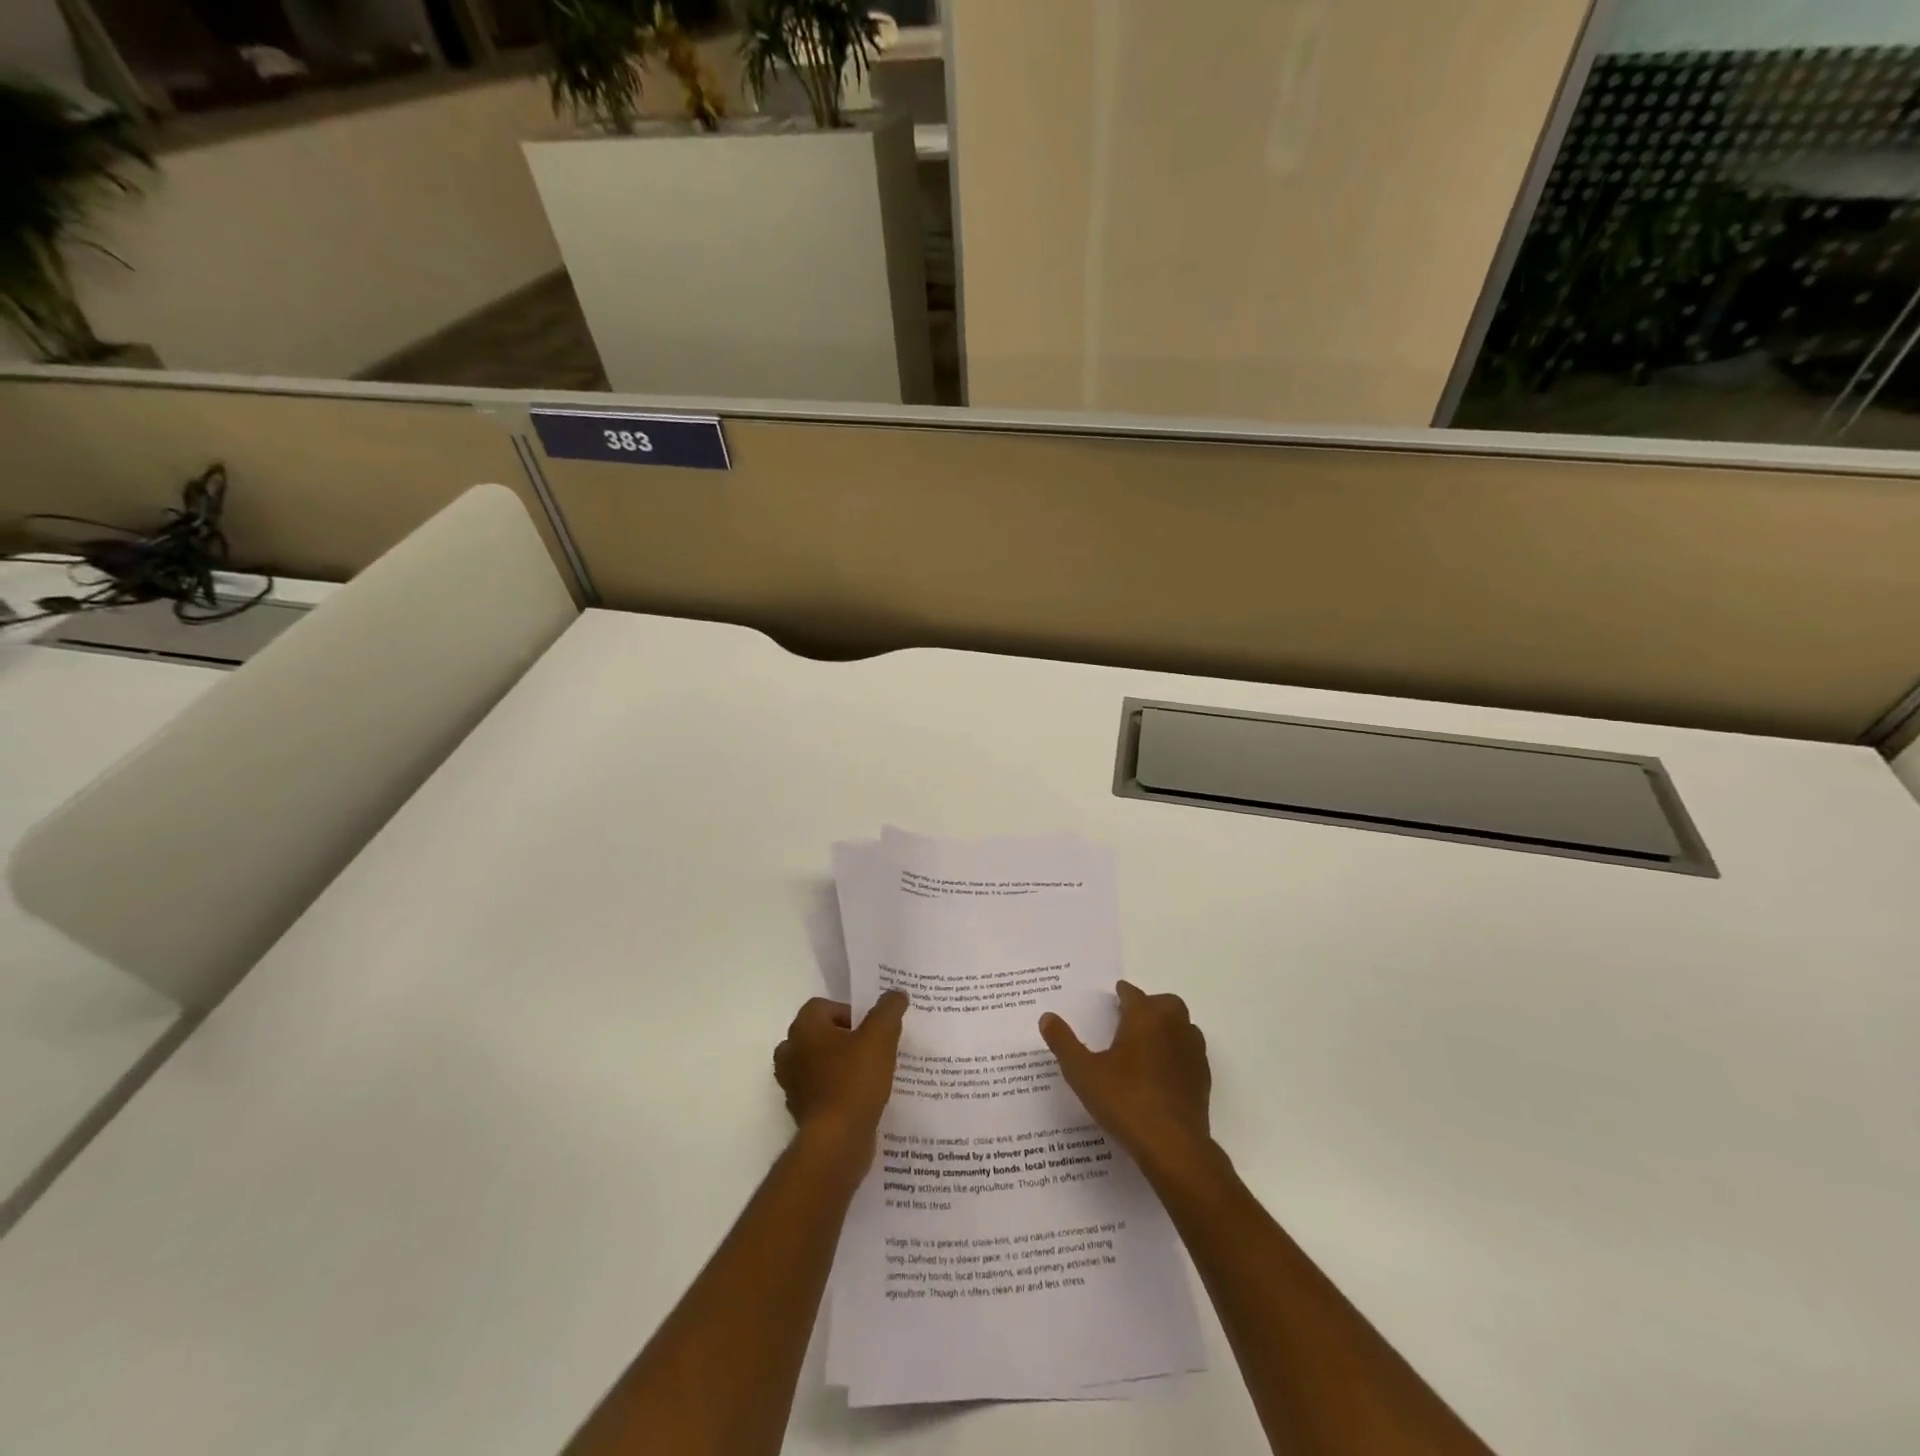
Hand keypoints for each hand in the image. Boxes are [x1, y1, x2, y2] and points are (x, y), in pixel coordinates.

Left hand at [773, 992, 908, 1162]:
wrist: (836, 1142)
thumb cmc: (855, 1080)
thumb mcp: (881, 1037)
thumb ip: (888, 1010)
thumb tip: (896, 993)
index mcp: (803, 1029)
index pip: (823, 1006)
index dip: (849, 1012)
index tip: (871, 1028)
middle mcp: (790, 1052)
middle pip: (820, 1034)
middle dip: (845, 1039)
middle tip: (872, 1048)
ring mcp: (793, 1084)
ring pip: (819, 1063)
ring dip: (841, 1065)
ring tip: (870, 1073)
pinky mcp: (802, 1111)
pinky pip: (821, 1090)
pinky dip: (838, 1090)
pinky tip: (862, 1098)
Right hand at [1040, 981, 1212, 1179]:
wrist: (1172, 1145)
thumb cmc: (1124, 1100)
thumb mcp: (1082, 1072)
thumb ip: (1063, 1042)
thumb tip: (1047, 1017)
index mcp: (1145, 1017)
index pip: (1133, 994)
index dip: (1122, 994)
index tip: (1115, 996)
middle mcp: (1173, 1027)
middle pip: (1165, 1003)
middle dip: (1149, 1005)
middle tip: (1130, 1019)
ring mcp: (1193, 1052)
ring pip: (1183, 1026)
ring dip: (1167, 1027)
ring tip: (1146, 1044)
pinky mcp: (1203, 1079)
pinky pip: (1190, 1053)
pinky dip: (1177, 1053)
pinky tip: (1161, 1072)